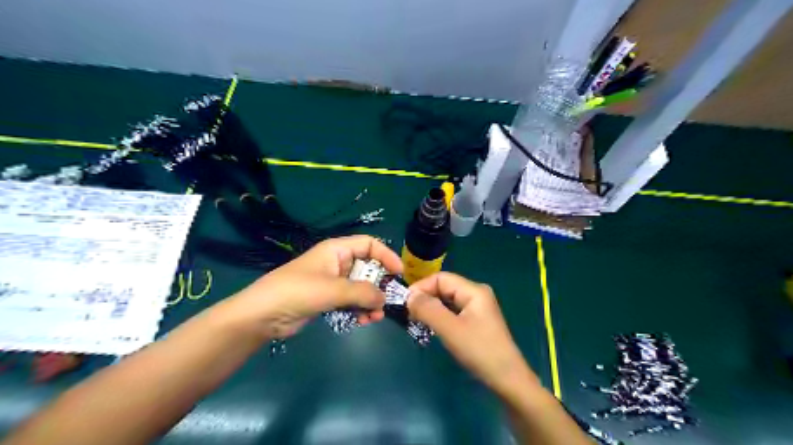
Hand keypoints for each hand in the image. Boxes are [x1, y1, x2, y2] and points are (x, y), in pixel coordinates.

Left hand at [218, 235, 402, 337]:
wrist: (261, 315)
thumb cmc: (297, 292)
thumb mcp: (332, 289)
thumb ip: (362, 292)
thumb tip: (384, 299)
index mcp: (337, 250)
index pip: (369, 244)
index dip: (386, 255)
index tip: (399, 273)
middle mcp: (337, 263)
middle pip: (367, 268)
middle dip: (379, 285)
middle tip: (387, 302)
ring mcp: (332, 282)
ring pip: (360, 288)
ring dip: (370, 301)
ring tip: (374, 317)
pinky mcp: (327, 299)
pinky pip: (350, 301)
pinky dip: (359, 310)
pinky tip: (363, 322)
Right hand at [409, 273, 532, 394]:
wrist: (507, 380)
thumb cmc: (479, 351)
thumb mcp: (450, 329)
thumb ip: (428, 309)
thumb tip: (409, 296)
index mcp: (473, 290)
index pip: (441, 278)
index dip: (421, 287)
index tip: (405, 303)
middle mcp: (476, 294)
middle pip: (444, 287)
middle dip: (425, 297)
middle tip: (408, 313)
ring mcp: (477, 308)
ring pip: (447, 300)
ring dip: (431, 308)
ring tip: (416, 320)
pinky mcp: (476, 321)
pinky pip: (452, 312)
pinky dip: (439, 316)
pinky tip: (431, 326)